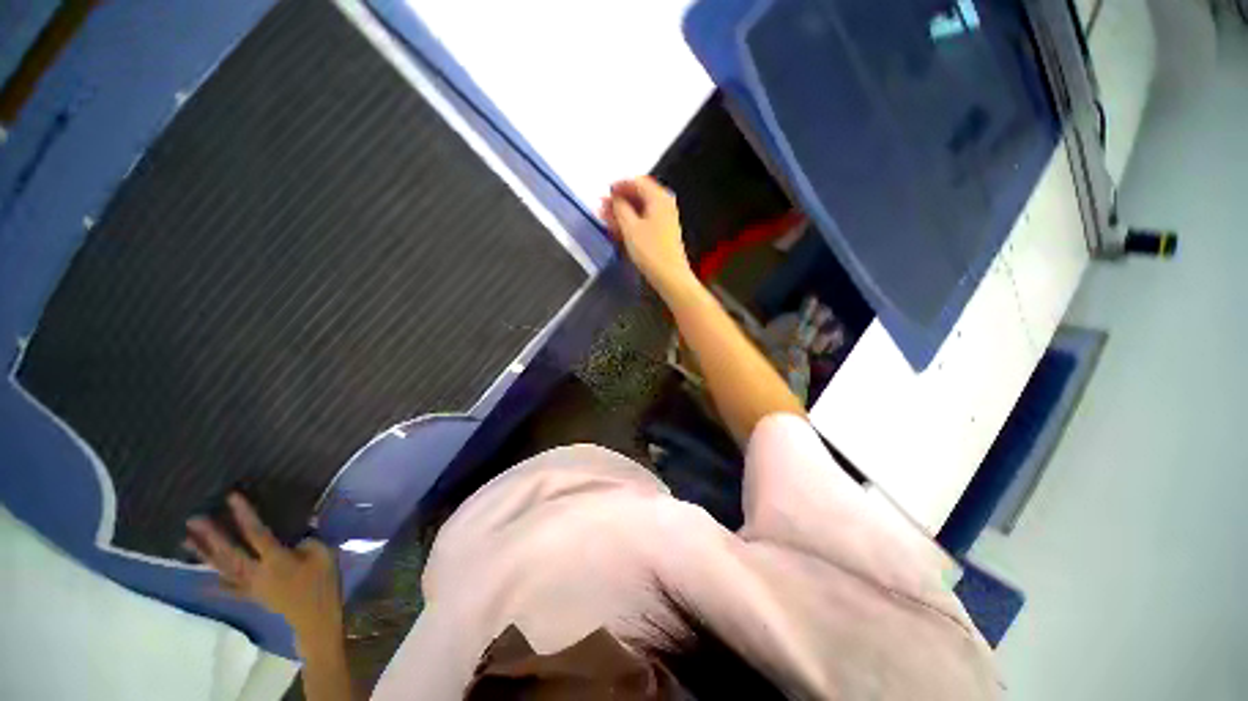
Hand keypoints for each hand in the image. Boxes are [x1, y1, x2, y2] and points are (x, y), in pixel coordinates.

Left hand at [186, 494, 342, 654]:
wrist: (315, 616)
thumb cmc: (322, 582)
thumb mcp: (323, 555)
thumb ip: (308, 540)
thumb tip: (299, 529)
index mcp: (276, 559)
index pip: (257, 533)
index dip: (244, 515)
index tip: (231, 497)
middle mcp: (257, 572)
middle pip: (230, 552)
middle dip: (211, 536)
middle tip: (193, 519)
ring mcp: (251, 585)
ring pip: (223, 568)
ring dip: (204, 554)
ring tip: (185, 541)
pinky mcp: (251, 595)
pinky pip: (228, 589)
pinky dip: (214, 584)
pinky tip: (202, 579)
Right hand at [599, 176, 695, 297]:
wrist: (670, 276)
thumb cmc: (651, 251)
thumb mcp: (630, 228)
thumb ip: (619, 208)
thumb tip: (614, 199)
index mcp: (659, 198)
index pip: (637, 182)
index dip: (619, 185)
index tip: (605, 191)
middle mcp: (664, 205)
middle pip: (638, 195)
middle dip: (619, 200)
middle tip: (603, 205)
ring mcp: (664, 220)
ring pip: (640, 210)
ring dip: (622, 212)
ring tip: (605, 217)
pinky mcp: (662, 234)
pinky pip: (643, 221)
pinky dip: (630, 222)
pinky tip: (617, 228)